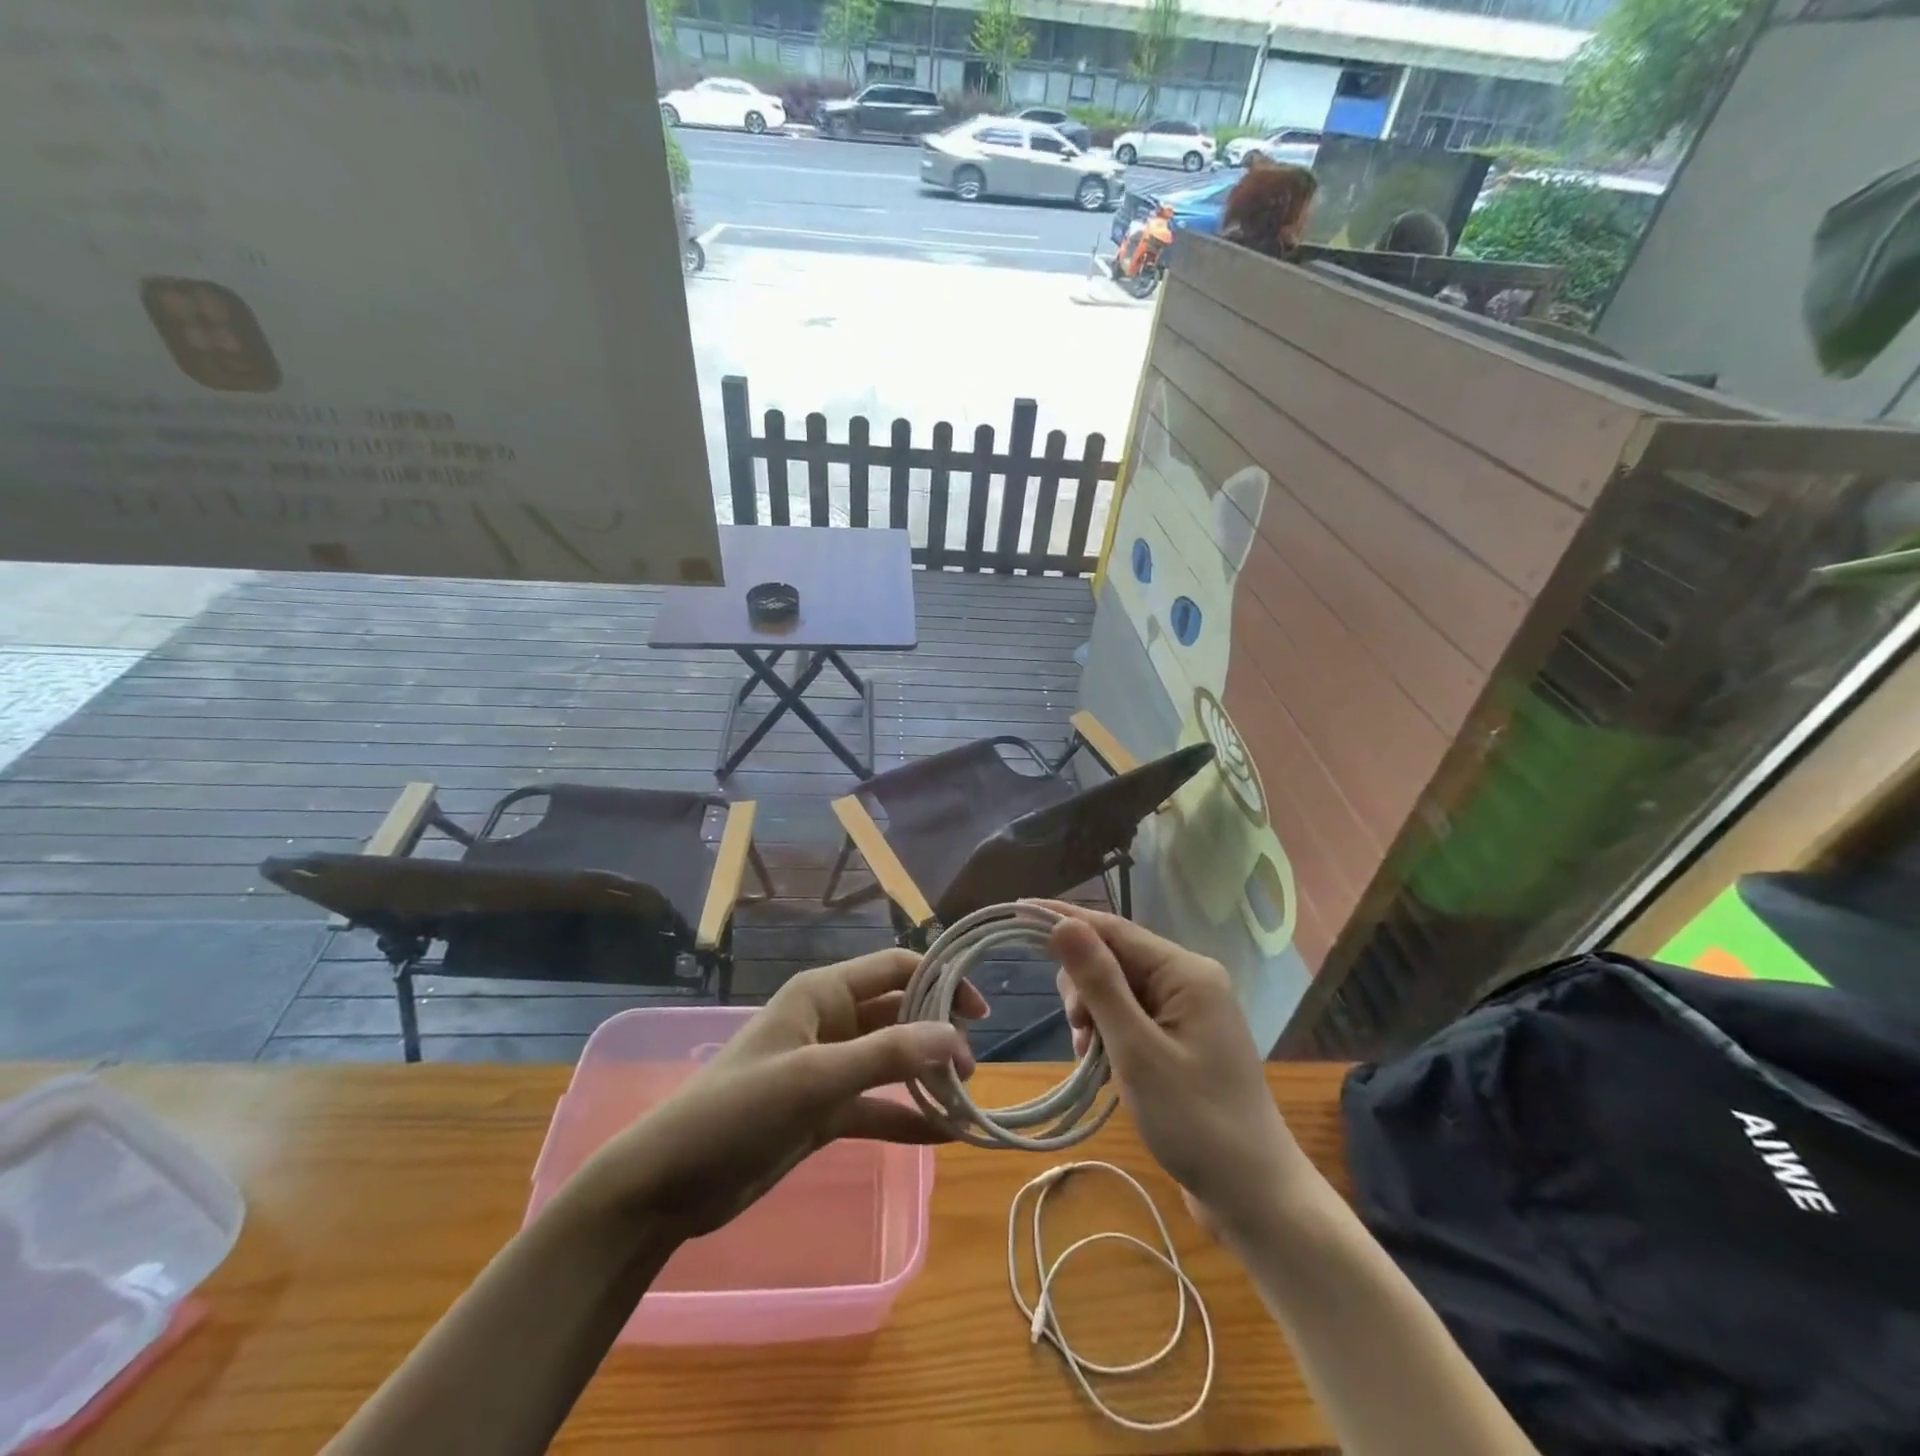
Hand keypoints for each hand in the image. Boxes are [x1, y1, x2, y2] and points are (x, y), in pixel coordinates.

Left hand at [572, 949, 985, 1237]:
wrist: (668, 1184)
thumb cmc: (738, 1110)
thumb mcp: (815, 1078)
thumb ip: (887, 1055)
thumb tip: (956, 1038)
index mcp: (823, 994)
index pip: (895, 968)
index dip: (940, 980)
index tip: (979, 1012)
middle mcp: (829, 1022)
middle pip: (897, 1014)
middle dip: (937, 1033)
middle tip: (974, 1066)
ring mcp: (825, 1068)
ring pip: (890, 1061)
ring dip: (925, 1076)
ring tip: (967, 1097)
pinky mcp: (821, 1112)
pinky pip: (875, 1106)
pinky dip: (906, 1118)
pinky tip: (944, 1136)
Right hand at [1039, 902, 1304, 1234]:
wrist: (1255, 1197)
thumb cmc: (1195, 1122)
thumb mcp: (1136, 1050)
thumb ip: (1099, 983)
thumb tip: (1063, 924)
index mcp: (1186, 972)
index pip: (1113, 929)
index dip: (1064, 920)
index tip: (1017, 911)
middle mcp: (1189, 979)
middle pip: (1114, 957)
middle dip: (1083, 986)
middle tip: (1078, 1033)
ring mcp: (1188, 1010)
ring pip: (1118, 989)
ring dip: (1094, 1015)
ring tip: (1089, 1058)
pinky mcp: (1182, 1038)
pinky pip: (1132, 1015)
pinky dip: (1109, 1033)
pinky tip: (1100, 1066)